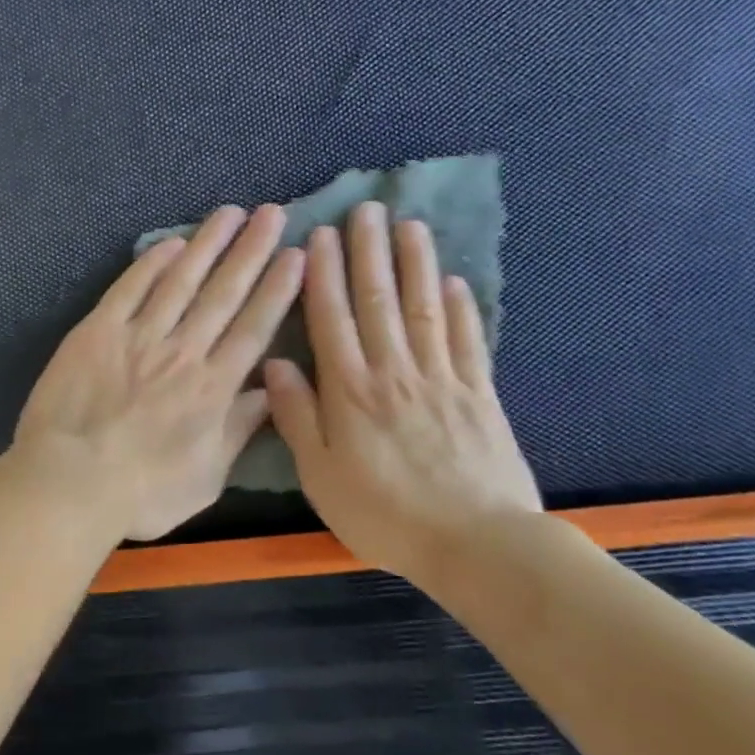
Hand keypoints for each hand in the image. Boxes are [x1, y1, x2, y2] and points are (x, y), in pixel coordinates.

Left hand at [15, 204, 304, 541]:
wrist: (70, 482)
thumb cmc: (141, 493)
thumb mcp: (206, 478)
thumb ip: (237, 431)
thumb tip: (267, 392)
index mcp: (213, 389)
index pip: (254, 328)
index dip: (277, 289)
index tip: (296, 255)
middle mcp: (183, 352)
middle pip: (224, 294)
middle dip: (252, 251)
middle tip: (273, 213)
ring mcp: (138, 337)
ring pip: (181, 281)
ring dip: (208, 245)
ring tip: (230, 213)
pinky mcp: (97, 331)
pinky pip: (130, 289)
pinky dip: (151, 264)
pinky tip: (171, 243)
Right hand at [264, 201, 539, 582]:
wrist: (476, 544)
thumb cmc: (383, 513)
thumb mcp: (320, 474)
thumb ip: (297, 416)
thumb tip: (274, 364)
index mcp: (349, 390)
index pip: (332, 318)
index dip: (324, 274)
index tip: (321, 235)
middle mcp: (394, 371)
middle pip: (379, 301)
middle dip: (369, 252)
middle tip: (366, 210)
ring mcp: (441, 378)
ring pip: (424, 308)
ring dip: (414, 264)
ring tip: (409, 226)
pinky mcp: (479, 394)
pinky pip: (468, 340)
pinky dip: (461, 307)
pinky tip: (453, 281)